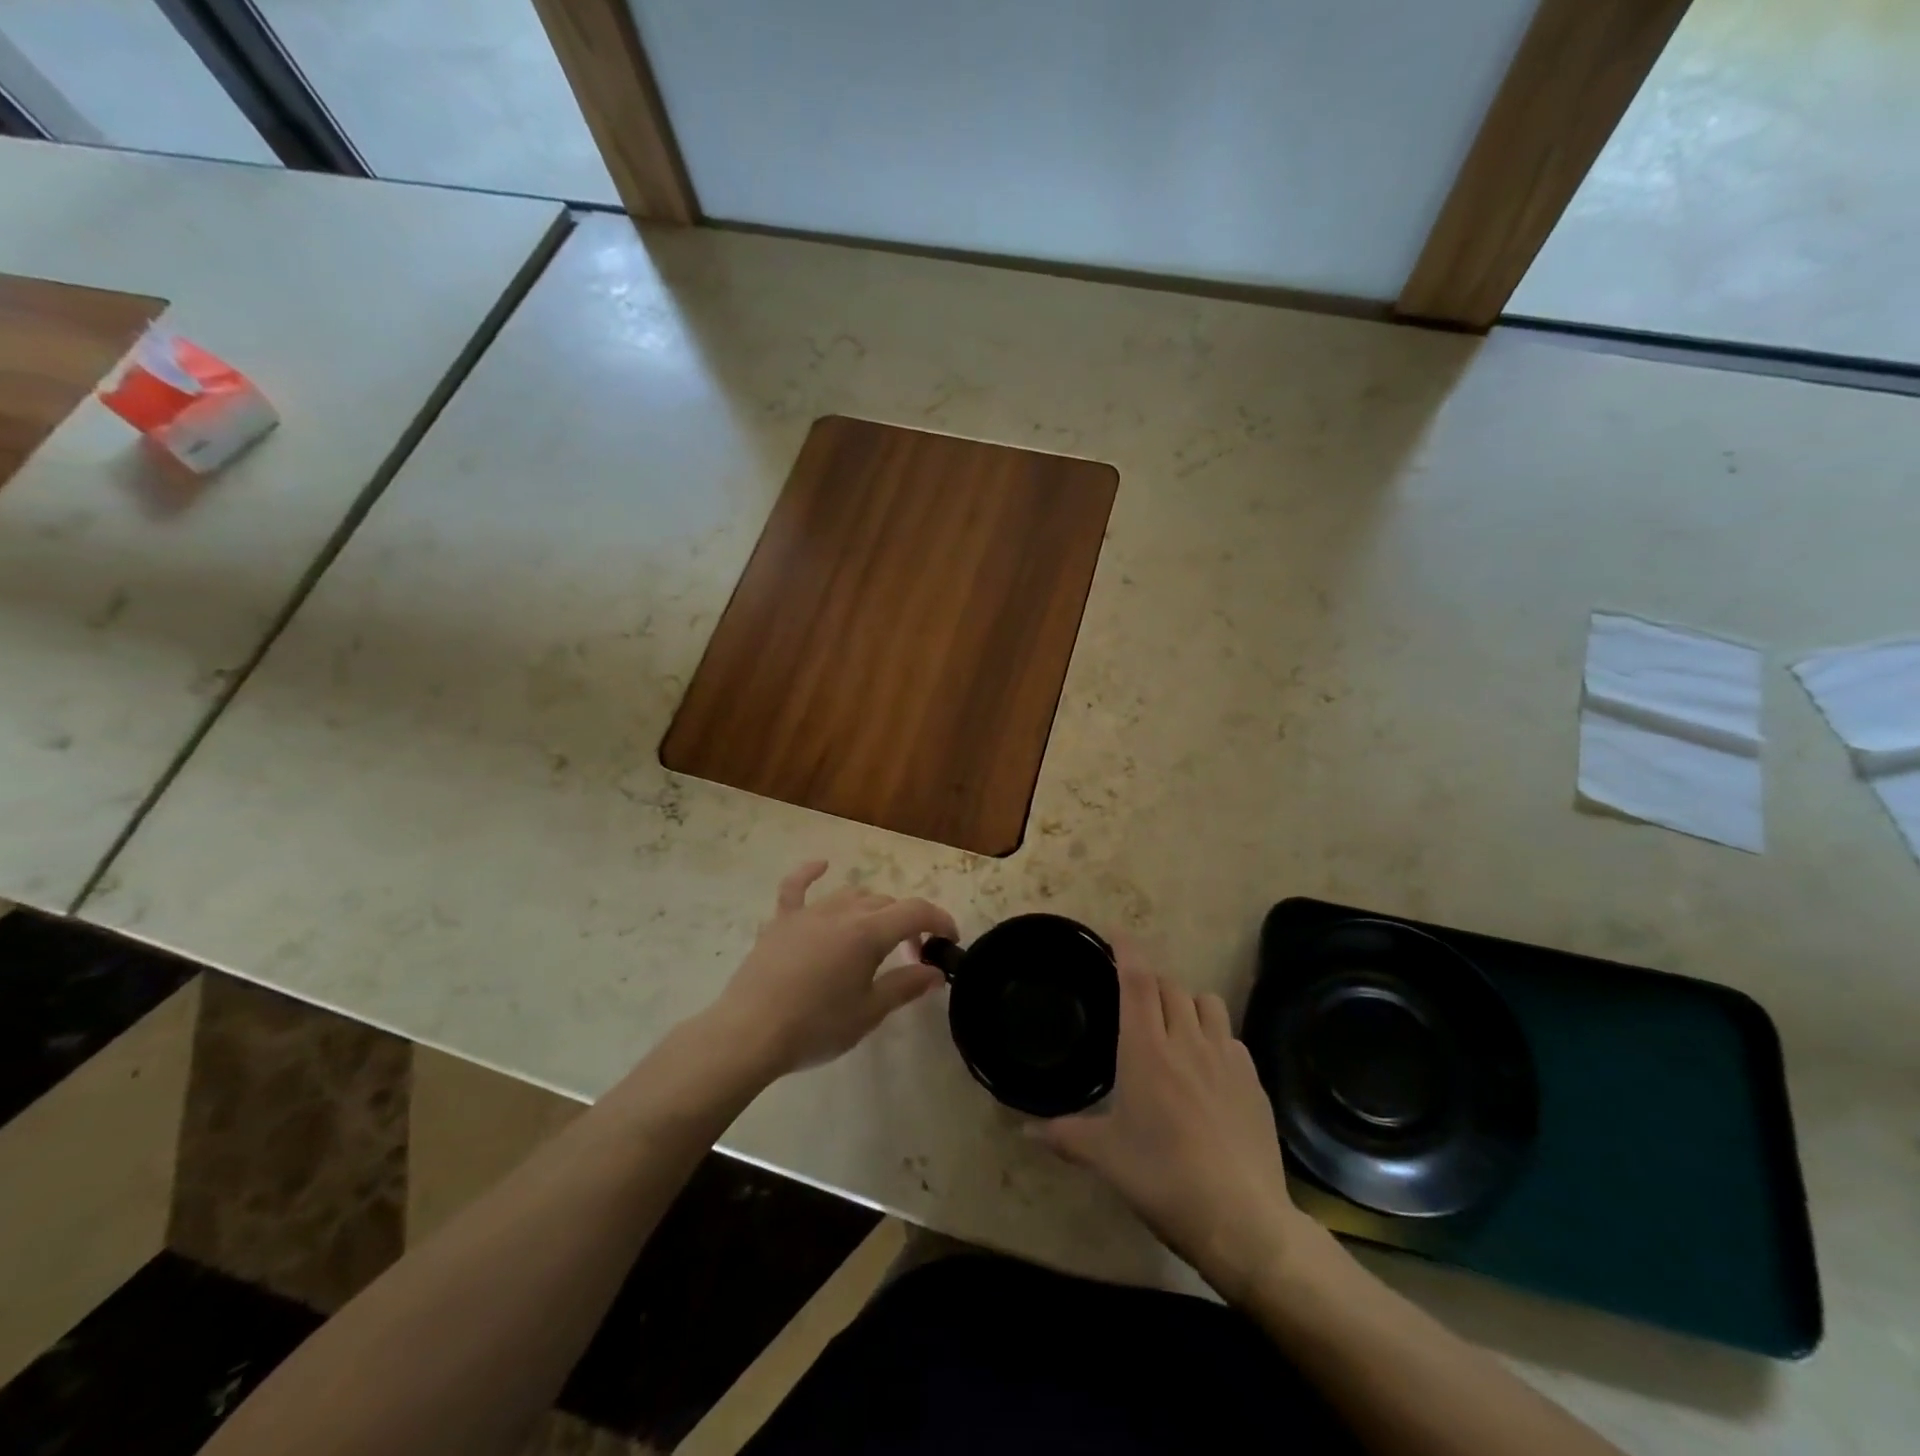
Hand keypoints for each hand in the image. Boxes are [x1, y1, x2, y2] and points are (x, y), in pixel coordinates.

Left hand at [708, 861, 957, 1079]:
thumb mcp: (869, 1012)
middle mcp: (842, 911)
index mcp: (868, 932)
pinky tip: (821, 865)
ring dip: (872, 910)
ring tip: (877, 937)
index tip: (950, 941)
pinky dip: (810, 873)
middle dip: (907, 924)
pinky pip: (796, 887)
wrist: (749, 1034)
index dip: (940, 921)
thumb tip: (935, 972)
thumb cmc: (816, 1026)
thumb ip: (905, 985)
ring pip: (851, 896)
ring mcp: (808, 913)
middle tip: (912, 957)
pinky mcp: (781, 921)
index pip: (916, 912)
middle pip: (885, 904)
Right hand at [1033, 953, 1324, 1304]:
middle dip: (1151, 980)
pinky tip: (1207, 1067)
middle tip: (1134, 996)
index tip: (1116, 932)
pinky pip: (1231, 1038)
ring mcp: (1226, 1058)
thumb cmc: (1162, 1178)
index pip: (1137, 980)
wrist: (1242, 1219)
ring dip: (1187, 1002)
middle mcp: (1187, 1041)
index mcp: (1146, 1049)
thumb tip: (1022, 1131)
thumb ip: (1063, 1135)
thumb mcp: (1105, 1157)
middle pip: (1170, 985)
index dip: (1127, 949)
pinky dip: (1214, 1036)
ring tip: (1174, 1025)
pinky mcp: (1253, 1081)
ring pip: (1207, 1002)